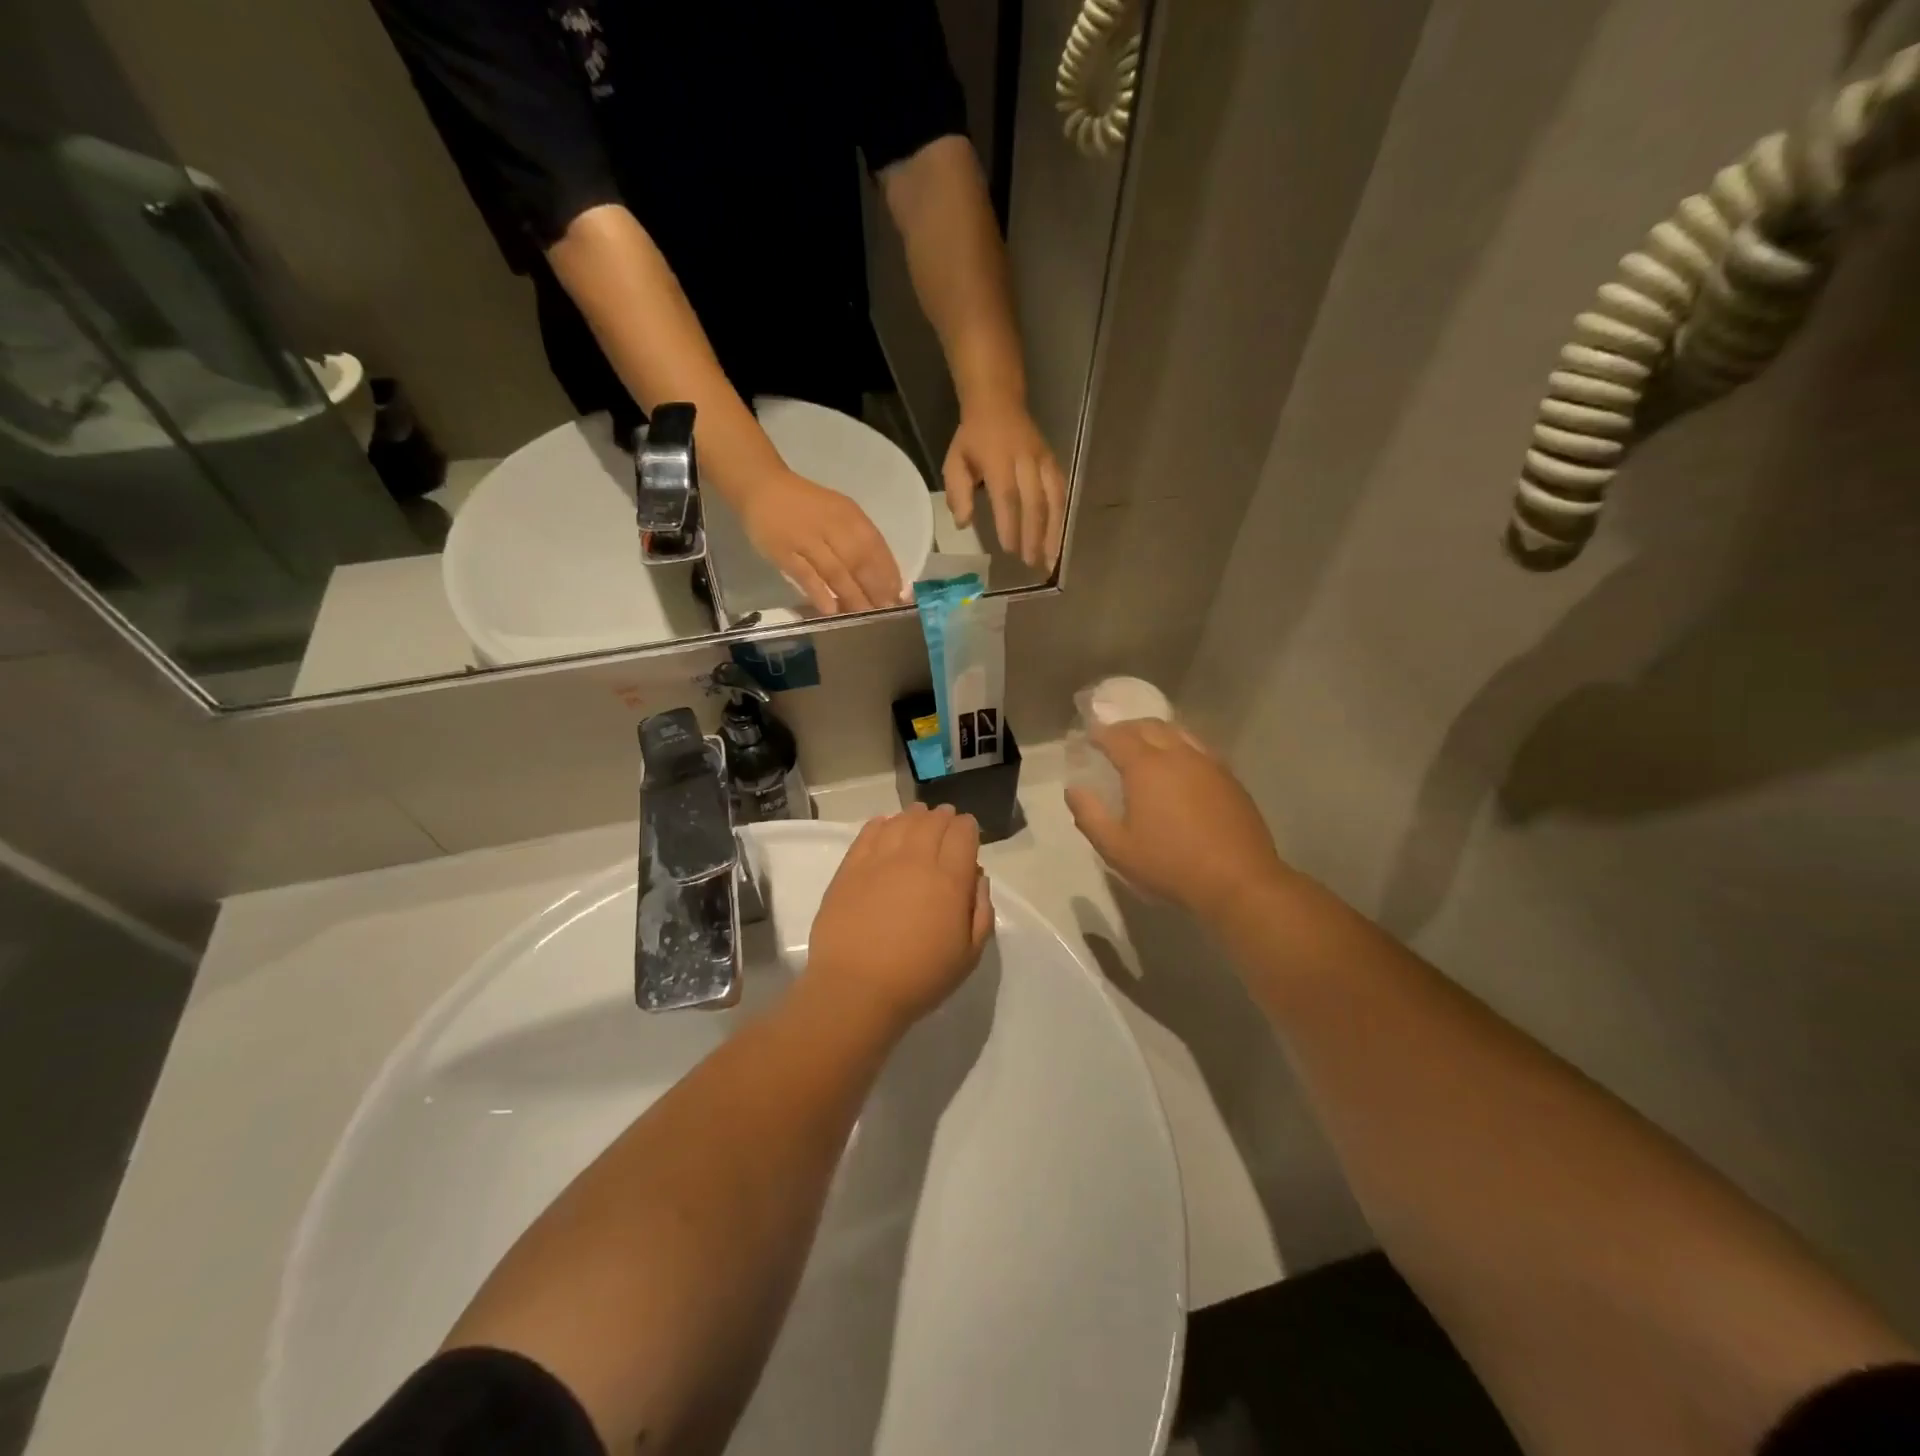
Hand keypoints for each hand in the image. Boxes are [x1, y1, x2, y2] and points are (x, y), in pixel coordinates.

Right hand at [740, 468, 906, 614]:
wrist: (762, 486)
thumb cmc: (807, 505)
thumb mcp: (838, 513)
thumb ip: (858, 539)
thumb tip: (883, 576)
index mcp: (848, 515)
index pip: (876, 546)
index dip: (888, 572)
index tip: (899, 596)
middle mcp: (831, 525)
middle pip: (859, 561)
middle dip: (875, 588)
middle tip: (886, 611)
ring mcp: (806, 539)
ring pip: (835, 571)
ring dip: (853, 595)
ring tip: (865, 616)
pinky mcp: (783, 552)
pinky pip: (805, 575)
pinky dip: (819, 592)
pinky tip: (832, 610)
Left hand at [807, 805, 995, 1034]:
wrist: (856, 989)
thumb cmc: (919, 978)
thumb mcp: (969, 955)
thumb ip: (981, 912)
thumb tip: (977, 879)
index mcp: (949, 879)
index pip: (963, 833)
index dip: (968, 828)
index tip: (968, 834)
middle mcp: (916, 860)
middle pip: (933, 821)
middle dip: (944, 818)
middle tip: (945, 822)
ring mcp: (879, 860)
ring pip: (902, 821)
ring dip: (915, 816)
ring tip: (918, 819)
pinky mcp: (850, 867)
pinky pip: (869, 831)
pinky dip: (882, 823)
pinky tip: (886, 826)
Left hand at [943, 396, 1064, 569]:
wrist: (999, 401)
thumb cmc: (974, 437)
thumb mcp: (955, 460)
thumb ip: (957, 492)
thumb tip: (963, 523)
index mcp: (998, 459)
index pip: (1007, 496)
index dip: (1010, 524)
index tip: (1010, 549)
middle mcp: (1025, 460)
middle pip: (1034, 502)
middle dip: (1035, 535)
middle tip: (1032, 563)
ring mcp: (1043, 460)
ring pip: (1054, 499)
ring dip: (1054, 531)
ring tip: (1051, 558)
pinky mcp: (1054, 462)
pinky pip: (1061, 492)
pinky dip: (1062, 516)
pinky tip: (1059, 537)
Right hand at [1065, 721, 1290, 922]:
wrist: (1238, 881)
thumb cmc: (1170, 865)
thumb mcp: (1117, 849)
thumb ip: (1090, 815)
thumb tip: (1074, 789)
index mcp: (1147, 767)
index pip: (1117, 736)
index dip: (1099, 734)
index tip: (1088, 739)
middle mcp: (1178, 754)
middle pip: (1149, 726)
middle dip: (1127, 728)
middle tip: (1112, 740)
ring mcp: (1208, 763)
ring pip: (1178, 732)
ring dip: (1156, 733)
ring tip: (1145, 747)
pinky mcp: (1229, 777)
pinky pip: (1199, 748)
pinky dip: (1180, 746)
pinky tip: (1179, 766)